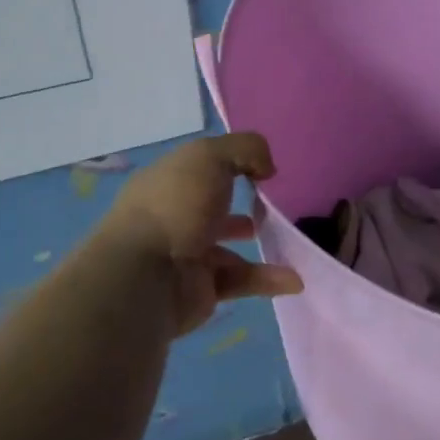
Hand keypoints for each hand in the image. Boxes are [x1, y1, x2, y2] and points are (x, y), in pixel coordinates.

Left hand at [104, 133, 303, 336]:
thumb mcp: (210, 156)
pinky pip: (240, 280)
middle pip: (210, 207)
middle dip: (239, 204)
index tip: (260, 168)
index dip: (228, 163)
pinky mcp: (200, 291)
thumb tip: (266, 168)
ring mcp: (185, 256)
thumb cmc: (175, 205)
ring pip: (228, 247)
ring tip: (291, 239)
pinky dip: (267, 279)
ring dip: (260, 244)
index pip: (199, 167)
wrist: (146, 277)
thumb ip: (246, 149)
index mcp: (167, 181)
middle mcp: (173, 216)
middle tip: (271, 204)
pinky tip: (293, 278)